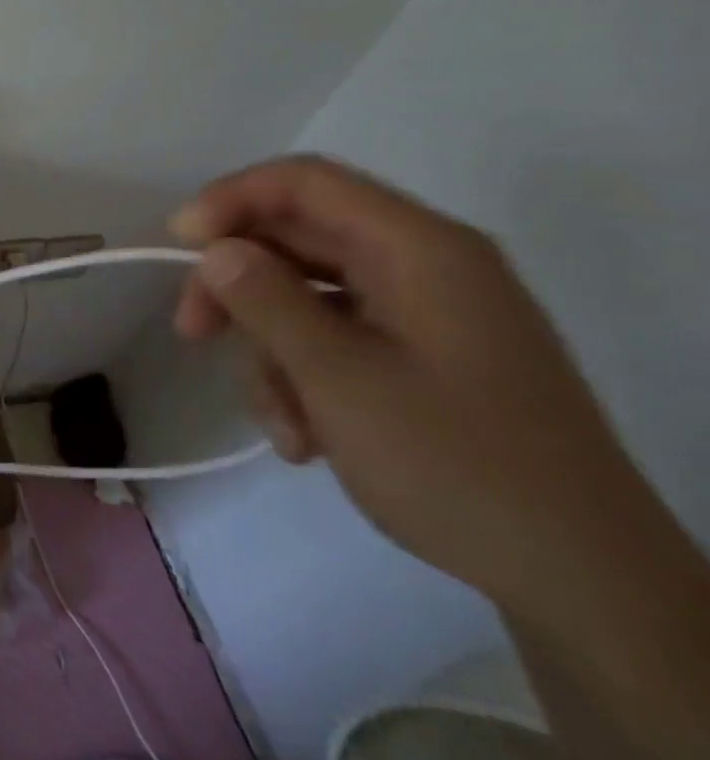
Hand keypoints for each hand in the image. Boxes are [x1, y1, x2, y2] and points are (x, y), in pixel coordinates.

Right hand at [170, 155, 641, 615]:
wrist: (582, 577)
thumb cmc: (455, 464)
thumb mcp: (339, 379)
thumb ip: (267, 302)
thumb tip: (214, 250)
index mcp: (419, 250)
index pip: (304, 183)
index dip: (230, 200)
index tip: (178, 248)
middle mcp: (424, 267)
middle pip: (296, 241)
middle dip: (237, 288)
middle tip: (192, 333)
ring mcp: (426, 313)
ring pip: (305, 297)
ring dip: (271, 352)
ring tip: (283, 424)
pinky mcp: (424, 356)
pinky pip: (335, 339)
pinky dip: (305, 378)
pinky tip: (307, 438)